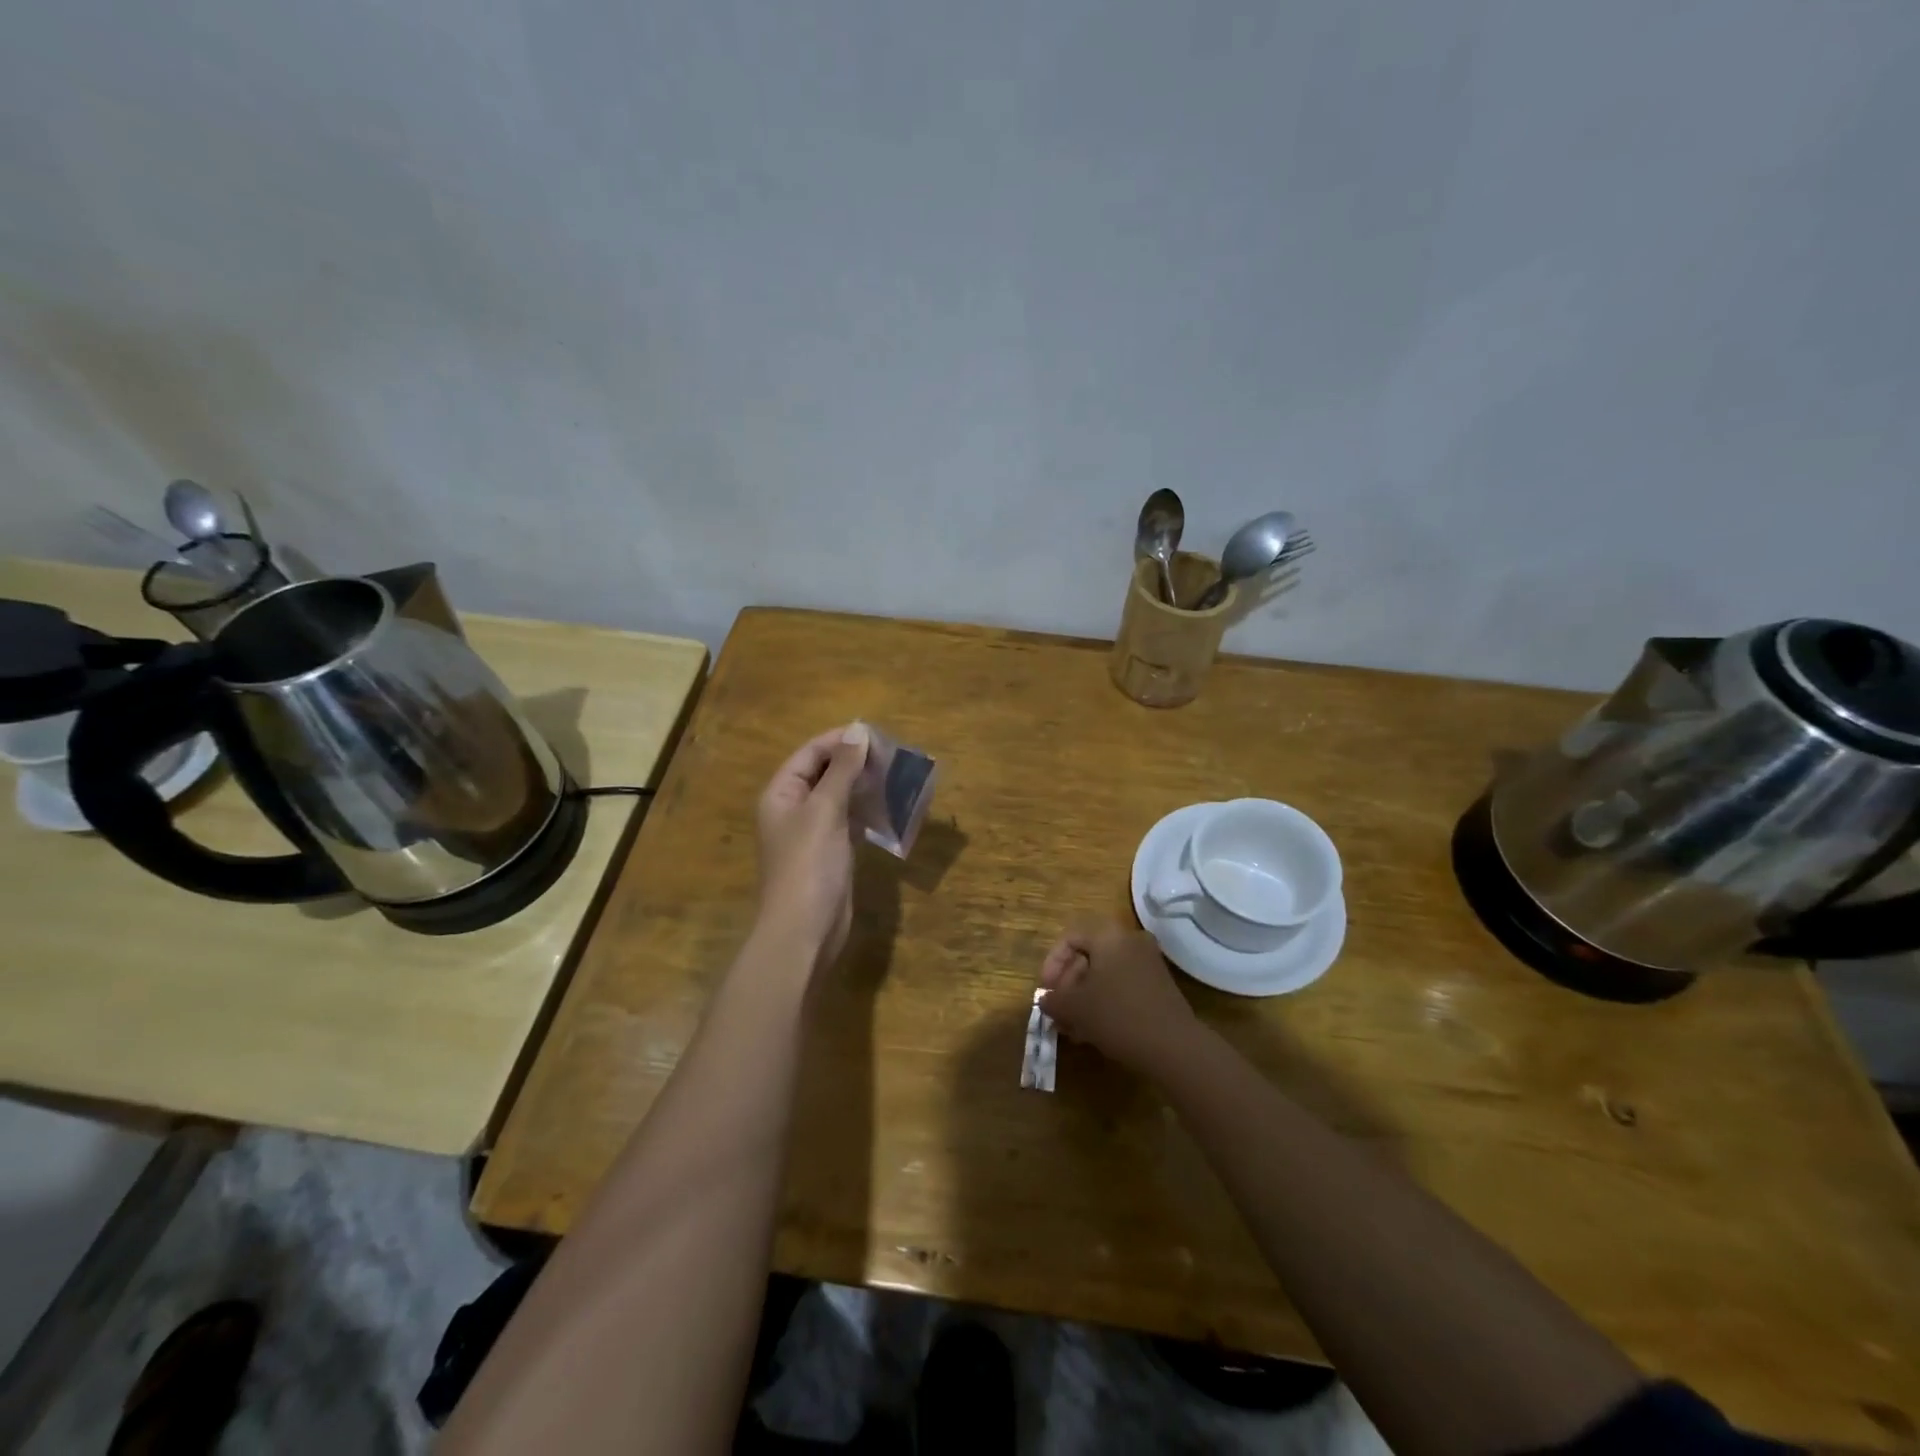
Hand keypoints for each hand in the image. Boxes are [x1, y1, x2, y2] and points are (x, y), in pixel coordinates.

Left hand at [755, 724, 869, 966]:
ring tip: (896, 775)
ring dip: (864, 786)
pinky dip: (867, 811)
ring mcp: (812, 832)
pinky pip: (849, 821)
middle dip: (855, 762)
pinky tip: (889, 806)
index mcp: (781, 793)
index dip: (840, 740)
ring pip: (839, 797)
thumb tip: (858, 730)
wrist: (804, 930)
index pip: (810, 754)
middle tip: (892, 755)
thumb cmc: (809, 864)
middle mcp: (793, 808)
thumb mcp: (825, 810)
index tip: (877, 734)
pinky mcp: (830, 853)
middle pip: (824, 773)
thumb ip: (842, 770)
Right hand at [1037, 919, 1198, 1072]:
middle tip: (1057, 1010)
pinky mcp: (1159, 986)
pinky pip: (1123, 985)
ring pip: (1105, 973)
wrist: (1174, 1047)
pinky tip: (1094, 1030)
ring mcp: (1149, 963)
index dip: (1052, 964)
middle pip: (1089, 955)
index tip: (1046, 991)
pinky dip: (1105, 1001)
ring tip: (1072, 1026)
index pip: (1070, 937)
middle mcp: (1131, 941)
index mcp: (1109, 936)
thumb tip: (1045, 999)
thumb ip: (1053, 999)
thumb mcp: (1075, 1008)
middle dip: (1068, 984)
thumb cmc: (1117, 1016)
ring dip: (1084, 996)